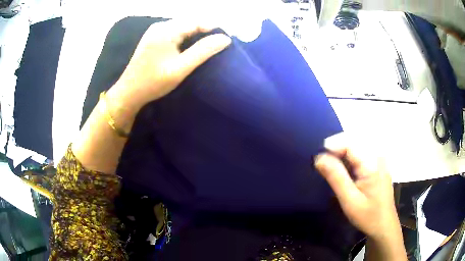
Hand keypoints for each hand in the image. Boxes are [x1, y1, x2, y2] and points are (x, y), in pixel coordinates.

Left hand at [107, 19, 231, 116]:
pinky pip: (174, 31)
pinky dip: (185, 36)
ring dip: (196, 33)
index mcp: (167, 30)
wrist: (129, 92)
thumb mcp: (181, 68)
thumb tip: (225, 39)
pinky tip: (189, 47)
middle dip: (205, 30)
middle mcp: (161, 25)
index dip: (213, 28)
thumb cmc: (153, 82)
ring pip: (182, 26)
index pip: (197, 21)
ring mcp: (155, 30)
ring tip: (206, 46)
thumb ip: (203, 51)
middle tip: (217, 45)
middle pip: (190, 21)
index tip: (225, 40)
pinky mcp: (152, 37)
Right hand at [314, 133, 399, 240]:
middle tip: (323, 166)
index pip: (348, 142)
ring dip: (341, 154)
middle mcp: (377, 155)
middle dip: (335, 150)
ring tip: (331, 169)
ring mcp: (379, 159)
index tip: (318, 162)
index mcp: (372, 162)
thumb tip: (319, 157)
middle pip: (352, 141)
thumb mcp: (350, 200)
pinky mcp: (379, 164)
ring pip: (356, 146)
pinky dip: (349, 159)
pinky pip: (361, 153)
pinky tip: (345, 172)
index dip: (331, 147)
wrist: (384, 225)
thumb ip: (336, 177)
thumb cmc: (368, 215)